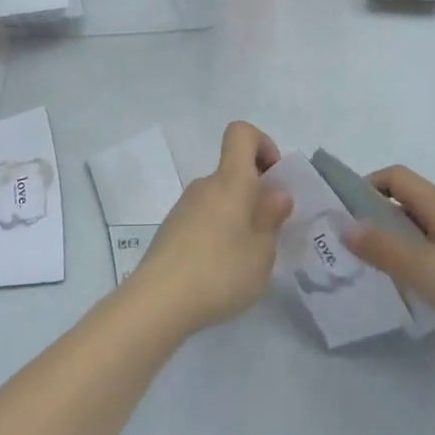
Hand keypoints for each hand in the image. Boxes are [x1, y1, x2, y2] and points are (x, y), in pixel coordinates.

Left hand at [125, 121, 291, 335]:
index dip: (263, 145)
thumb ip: (271, 218)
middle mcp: (205, 184)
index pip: (241, 133)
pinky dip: (218, 232)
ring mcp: (184, 206)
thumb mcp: (262, 252)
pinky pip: (204, 217)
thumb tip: (276, 193)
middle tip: (269, 232)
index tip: (274, 179)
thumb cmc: (220, 271)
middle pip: (233, 171)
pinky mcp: (171, 229)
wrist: (159, 300)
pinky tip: (220, 270)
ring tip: (246, 258)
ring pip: (219, 197)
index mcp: (230, 180)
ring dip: (237, 216)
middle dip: (256, 193)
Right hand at [342, 165, 434, 361]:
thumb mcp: (422, 270)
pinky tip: (425, 288)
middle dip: (381, 217)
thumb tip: (346, 225)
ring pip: (429, 227)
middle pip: (412, 201)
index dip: (368, 186)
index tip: (348, 213)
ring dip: (403, 240)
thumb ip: (381, 248)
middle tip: (360, 247)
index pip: (396, 176)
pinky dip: (426, 257)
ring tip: (387, 270)